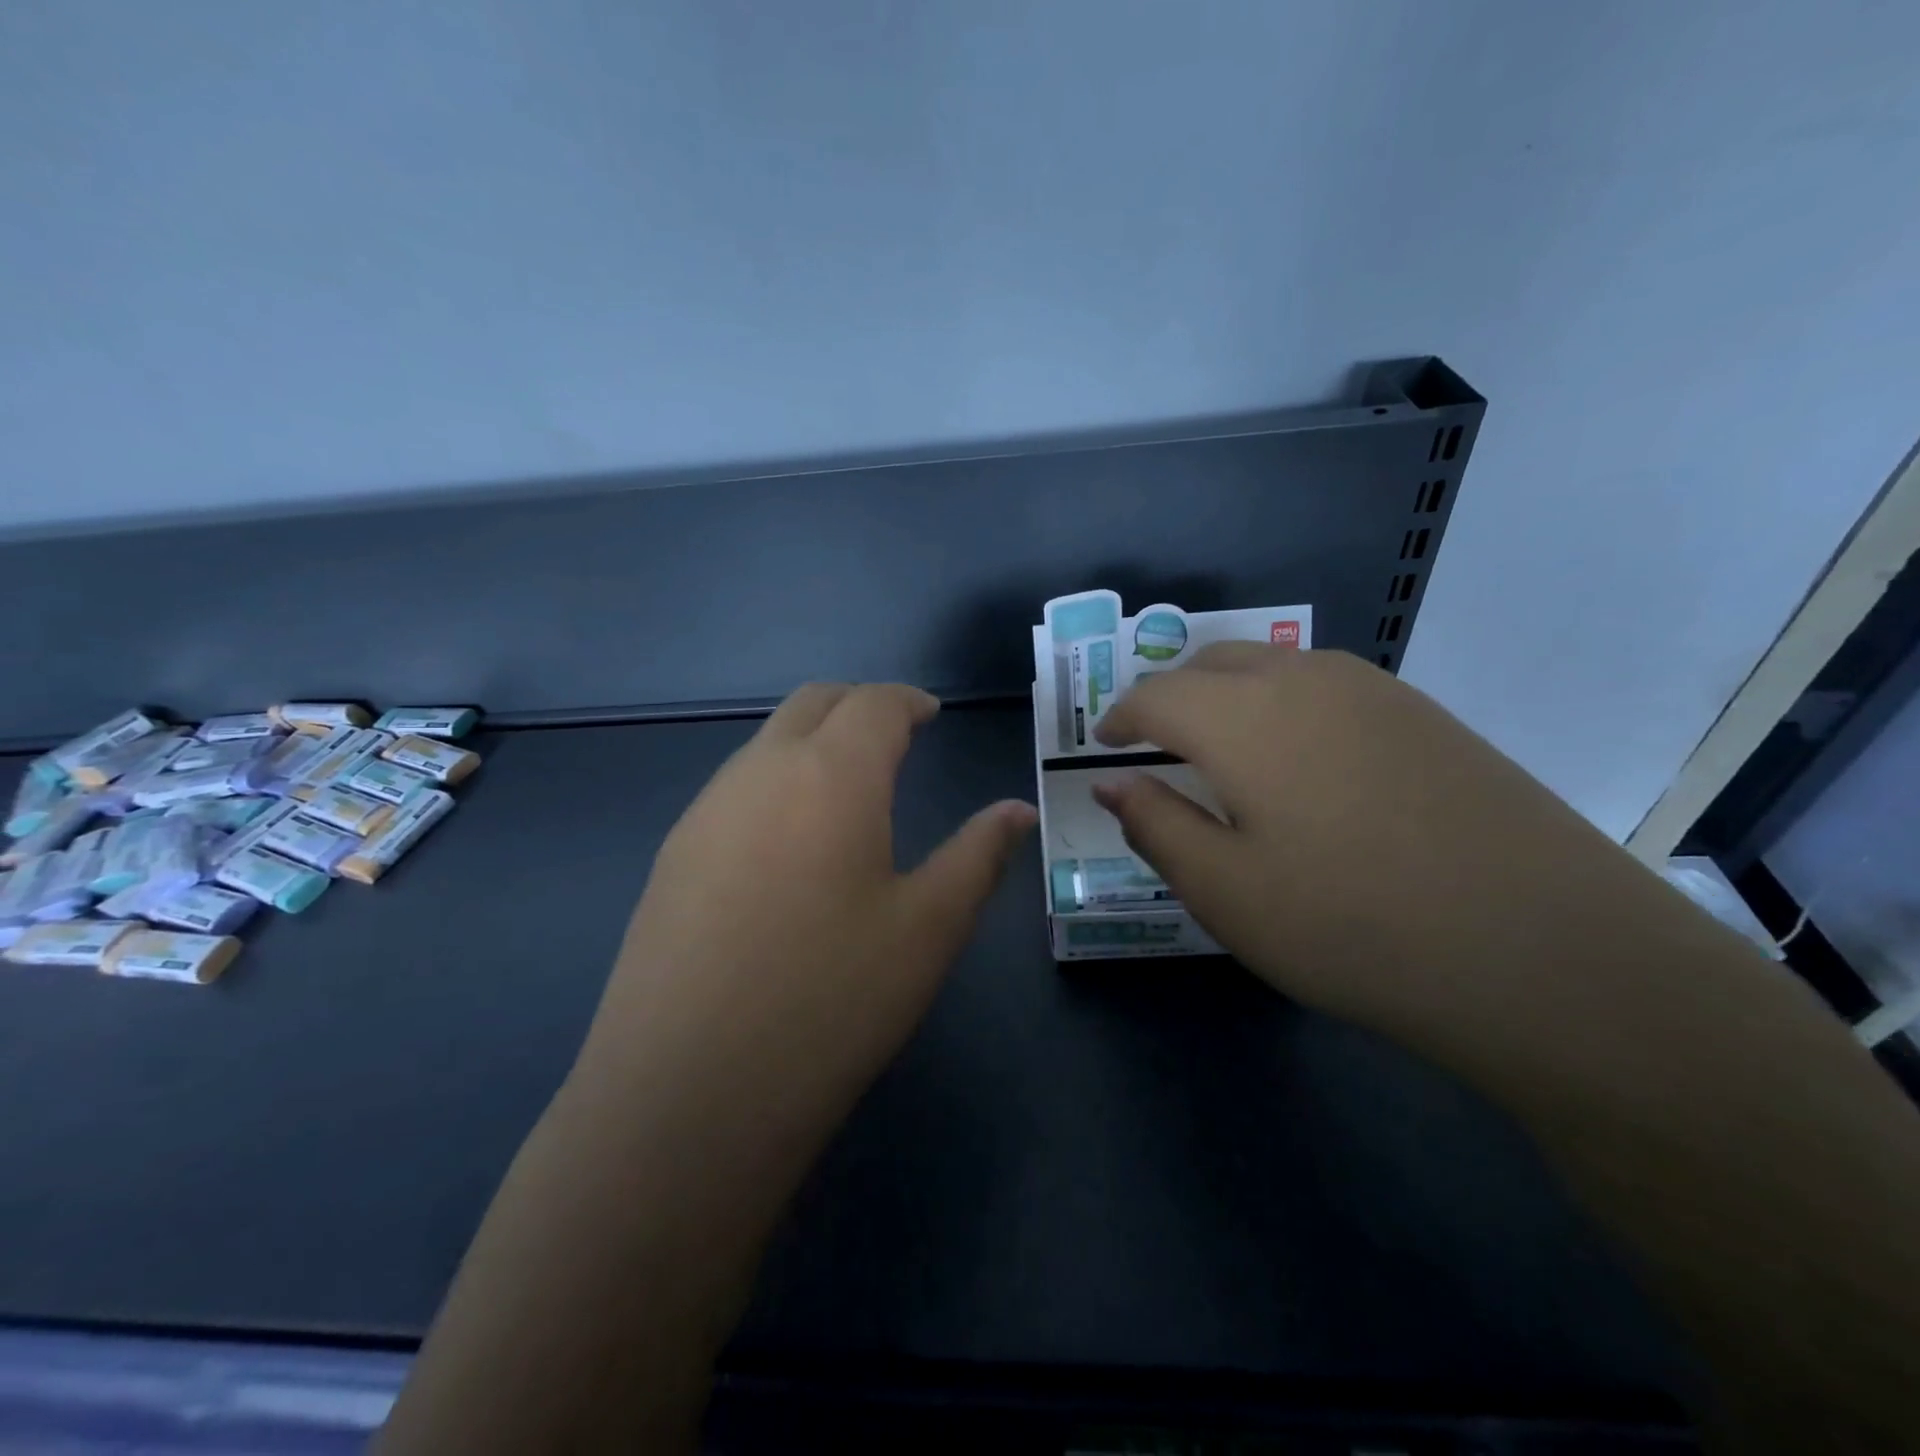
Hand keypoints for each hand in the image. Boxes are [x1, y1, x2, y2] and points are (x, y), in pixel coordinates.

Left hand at [577, 683, 1035, 1132]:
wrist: (687, 1092)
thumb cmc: (831, 1000)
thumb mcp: (928, 928)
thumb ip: (978, 855)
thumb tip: (1018, 811)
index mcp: (831, 775)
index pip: (874, 704)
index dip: (907, 701)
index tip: (930, 714)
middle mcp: (760, 772)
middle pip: (812, 704)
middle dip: (858, 706)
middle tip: (895, 736)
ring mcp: (705, 812)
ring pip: (765, 742)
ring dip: (811, 741)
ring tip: (847, 788)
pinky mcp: (671, 855)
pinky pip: (733, 788)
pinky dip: (774, 781)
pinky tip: (788, 843)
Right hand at [1091, 645, 1650, 1035]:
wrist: (1549, 954)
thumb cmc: (1353, 926)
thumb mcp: (1225, 892)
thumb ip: (1156, 826)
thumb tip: (1113, 784)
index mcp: (1242, 718)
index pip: (1156, 696)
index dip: (1120, 717)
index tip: (1103, 745)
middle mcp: (1303, 681)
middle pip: (1211, 664)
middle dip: (1169, 696)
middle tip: (1154, 745)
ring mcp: (1374, 691)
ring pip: (1272, 665)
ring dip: (1227, 693)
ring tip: (1220, 748)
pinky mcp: (1426, 715)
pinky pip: (1326, 685)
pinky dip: (1284, 703)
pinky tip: (1301, 760)